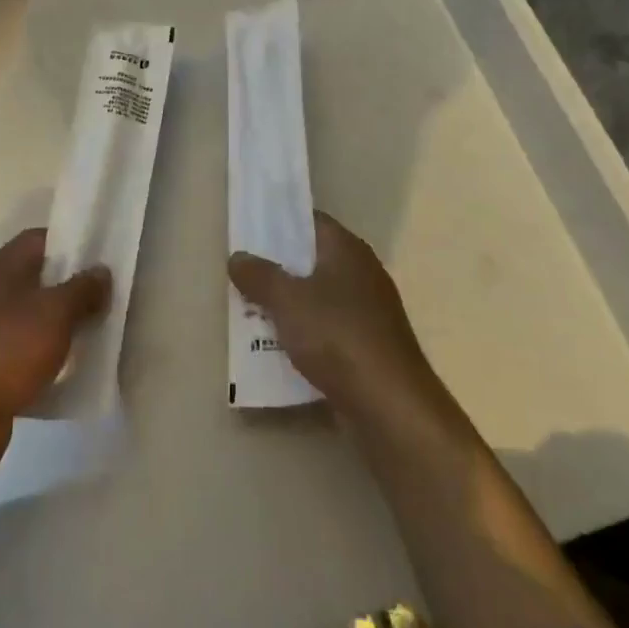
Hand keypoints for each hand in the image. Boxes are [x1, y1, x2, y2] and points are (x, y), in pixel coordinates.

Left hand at [0, 228, 110, 482]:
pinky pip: (26, 356)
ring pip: (34, 320)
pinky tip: (75, 372)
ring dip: (63, 327)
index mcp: (1, 267)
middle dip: (74, 287)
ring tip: (101, 333)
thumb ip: (82, 289)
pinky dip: (48, 361)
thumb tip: (102, 271)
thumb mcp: (54, 312)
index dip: (73, 241)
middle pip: (39, 279)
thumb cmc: (5, 350)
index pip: (41, 239)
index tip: (105, 254)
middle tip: (111, 296)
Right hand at [228, 211, 446, 426]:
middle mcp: (362, 272)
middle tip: (243, 274)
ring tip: (252, 310)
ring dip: (289, 303)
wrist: (390, 405)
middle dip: (278, 268)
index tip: (249, 233)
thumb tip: (238, 256)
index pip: (310, 221)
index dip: (279, 224)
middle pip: (312, 260)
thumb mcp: (287, 301)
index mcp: (347, 249)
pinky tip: (279, 346)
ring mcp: (369, 311)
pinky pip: (328, 328)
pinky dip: (305, 333)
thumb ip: (259, 275)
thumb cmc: (337, 337)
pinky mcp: (369, 346)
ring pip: (319, 297)